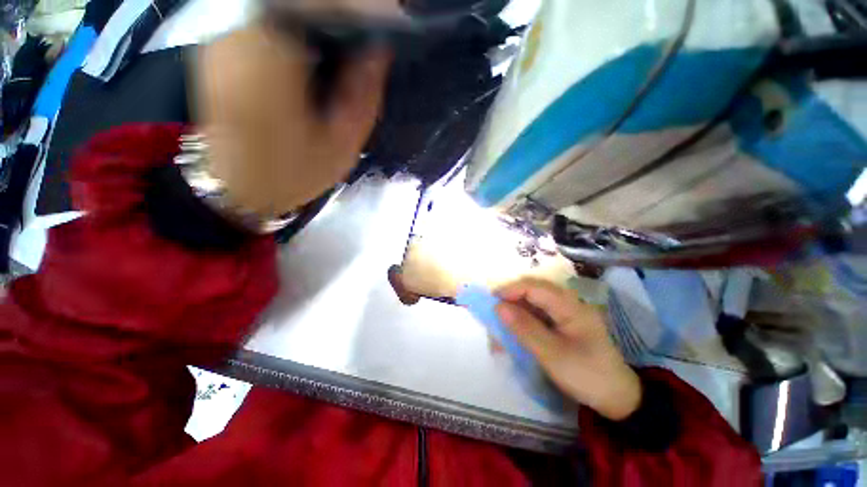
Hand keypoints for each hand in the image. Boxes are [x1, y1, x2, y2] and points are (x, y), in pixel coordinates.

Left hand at [194, 22, 390, 217]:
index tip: (390, 20)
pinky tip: (319, 51)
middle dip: (341, 12)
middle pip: (300, 3)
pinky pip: (268, 20)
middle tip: (370, 34)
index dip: (360, 8)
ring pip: (284, 9)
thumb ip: (362, 95)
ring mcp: (224, 35)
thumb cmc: (292, 175)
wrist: (235, 191)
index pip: (322, 5)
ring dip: (321, 19)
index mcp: (271, 54)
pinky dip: (300, 27)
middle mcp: (240, 31)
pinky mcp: (221, 46)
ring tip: (350, 43)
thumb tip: (378, 52)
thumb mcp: (341, 144)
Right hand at [495, 279, 641, 420]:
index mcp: (569, 305)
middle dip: (510, 299)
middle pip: (532, 290)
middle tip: (494, 314)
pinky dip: (523, 320)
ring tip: (501, 325)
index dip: (510, 290)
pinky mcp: (563, 323)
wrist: (616, 398)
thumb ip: (524, 328)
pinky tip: (515, 332)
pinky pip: (538, 314)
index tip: (491, 302)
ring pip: (533, 302)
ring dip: (515, 310)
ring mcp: (565, 312)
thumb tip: (498, 307)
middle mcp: (567, 302)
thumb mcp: (551, 354)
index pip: (533, 286)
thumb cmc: (586, 375)